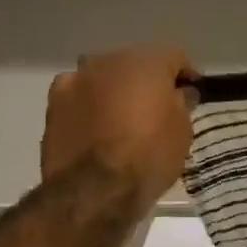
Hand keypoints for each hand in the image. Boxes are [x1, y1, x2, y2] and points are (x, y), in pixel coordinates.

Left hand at [42, 45, 195, 204]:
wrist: (94, 190)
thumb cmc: (149, 156)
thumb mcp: (183, 130)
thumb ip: (182, 102)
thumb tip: (179, 93)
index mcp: (145, 62)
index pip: (175, 56)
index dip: (187, 74)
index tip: (193, 94)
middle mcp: (108, 61)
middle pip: (136, 63)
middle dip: (150, 80)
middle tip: (161, 106)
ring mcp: (76, 80)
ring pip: (106, 77)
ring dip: (118, 90)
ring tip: (127, 117)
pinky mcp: (53, 104)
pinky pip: (81, 95)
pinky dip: (92, 104)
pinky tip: (99, 126)